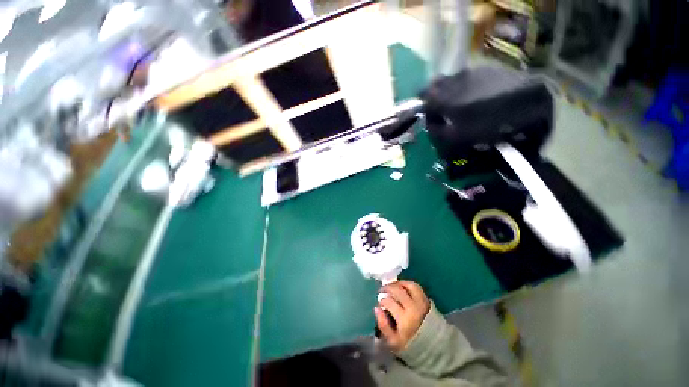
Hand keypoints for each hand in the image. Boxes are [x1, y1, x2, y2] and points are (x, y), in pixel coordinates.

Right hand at [374, 281, 429, 351]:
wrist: (432, 348)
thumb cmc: (409, 344)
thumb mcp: (393, 341)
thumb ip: (383, 325)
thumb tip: (376, 308)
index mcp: (404, 319)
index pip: (389, 302)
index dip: (382, 301)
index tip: (379, 303)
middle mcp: (413, 307)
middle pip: (397, 290)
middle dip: (387, 288)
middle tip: (381, 290)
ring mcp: (421, 302)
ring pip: (408, 285)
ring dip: (397, 283)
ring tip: (391, 286)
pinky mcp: (426, 300)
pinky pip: (416, 287)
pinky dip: (407, 284)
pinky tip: (401, 286)